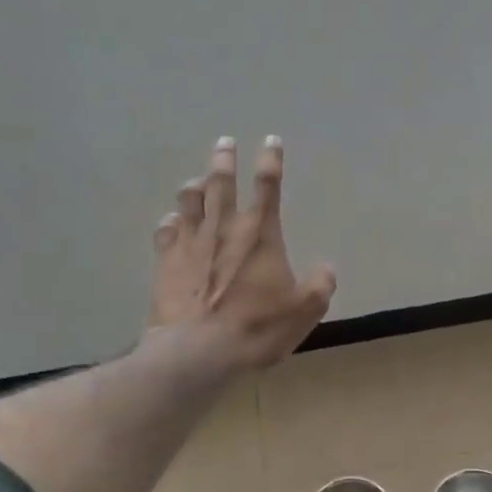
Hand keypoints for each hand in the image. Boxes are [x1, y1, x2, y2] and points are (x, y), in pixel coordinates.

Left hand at [150, 135, 336, 371]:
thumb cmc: (257, 327)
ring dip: (195, 186)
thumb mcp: (304, 311)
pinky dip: (171, 221)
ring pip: (189, 201)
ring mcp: (190, 243)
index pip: (268, 186)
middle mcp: (224, 228)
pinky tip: (172, 221)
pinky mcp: (166, 262)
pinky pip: (166, 231)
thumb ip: (320, 286)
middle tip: (224, 142)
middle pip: (222, 182)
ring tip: (197, 179)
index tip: (271, 140)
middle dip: (224, 159)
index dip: (271, 161)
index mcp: (260, 234)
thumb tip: (326, 269)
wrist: (198, 351)